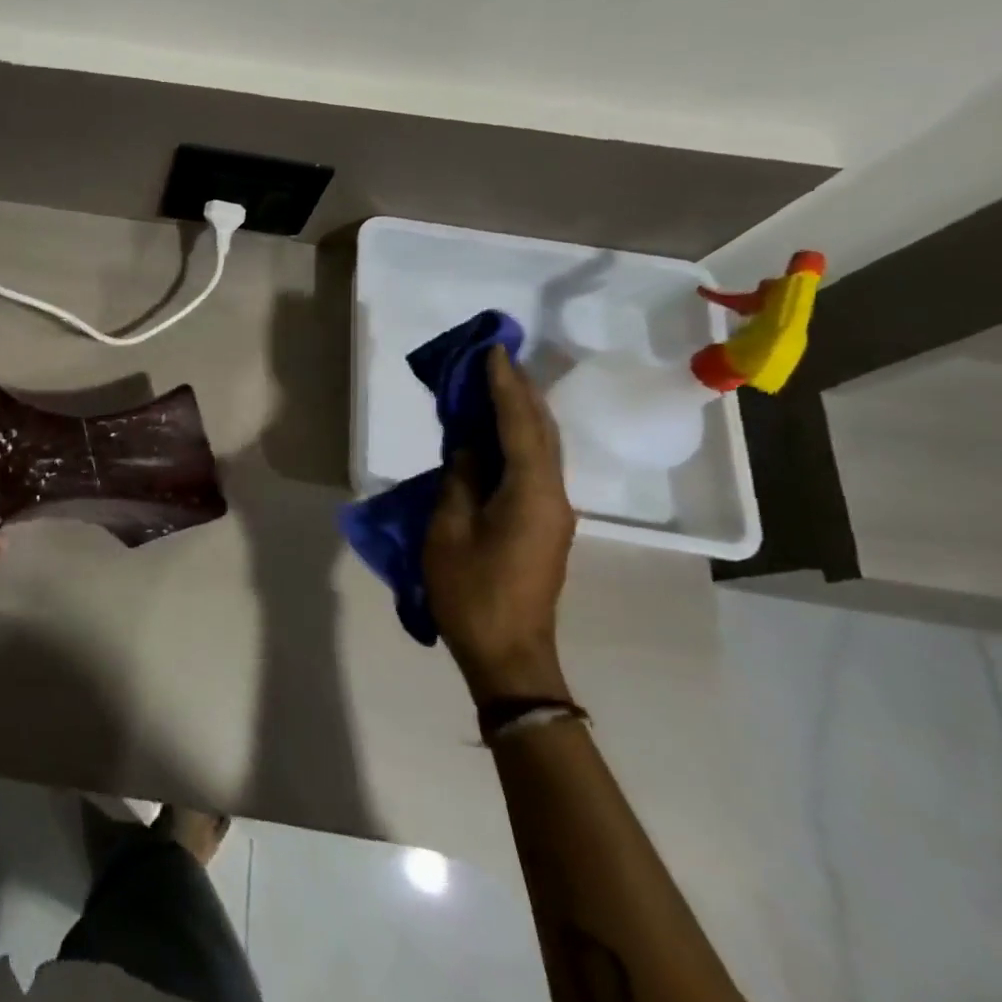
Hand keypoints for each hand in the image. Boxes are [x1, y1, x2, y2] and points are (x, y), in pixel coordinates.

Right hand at [422, 346, 577, 701]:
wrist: (508, 651)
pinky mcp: (544, 523)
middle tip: (495, 357)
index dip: (505, 386)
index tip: (492, 350)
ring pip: (542, 447)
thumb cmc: (470, 592)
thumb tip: (469, 448)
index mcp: (531, 494)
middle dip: (520, 391)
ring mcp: (553, 511)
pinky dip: (517, 438)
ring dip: (521, 412)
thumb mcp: (448, 532)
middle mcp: (553, 495)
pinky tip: (497, 431)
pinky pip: (534, 466)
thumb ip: (460, 481)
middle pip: (541, 431)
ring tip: (495, 383)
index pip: (519, 425)